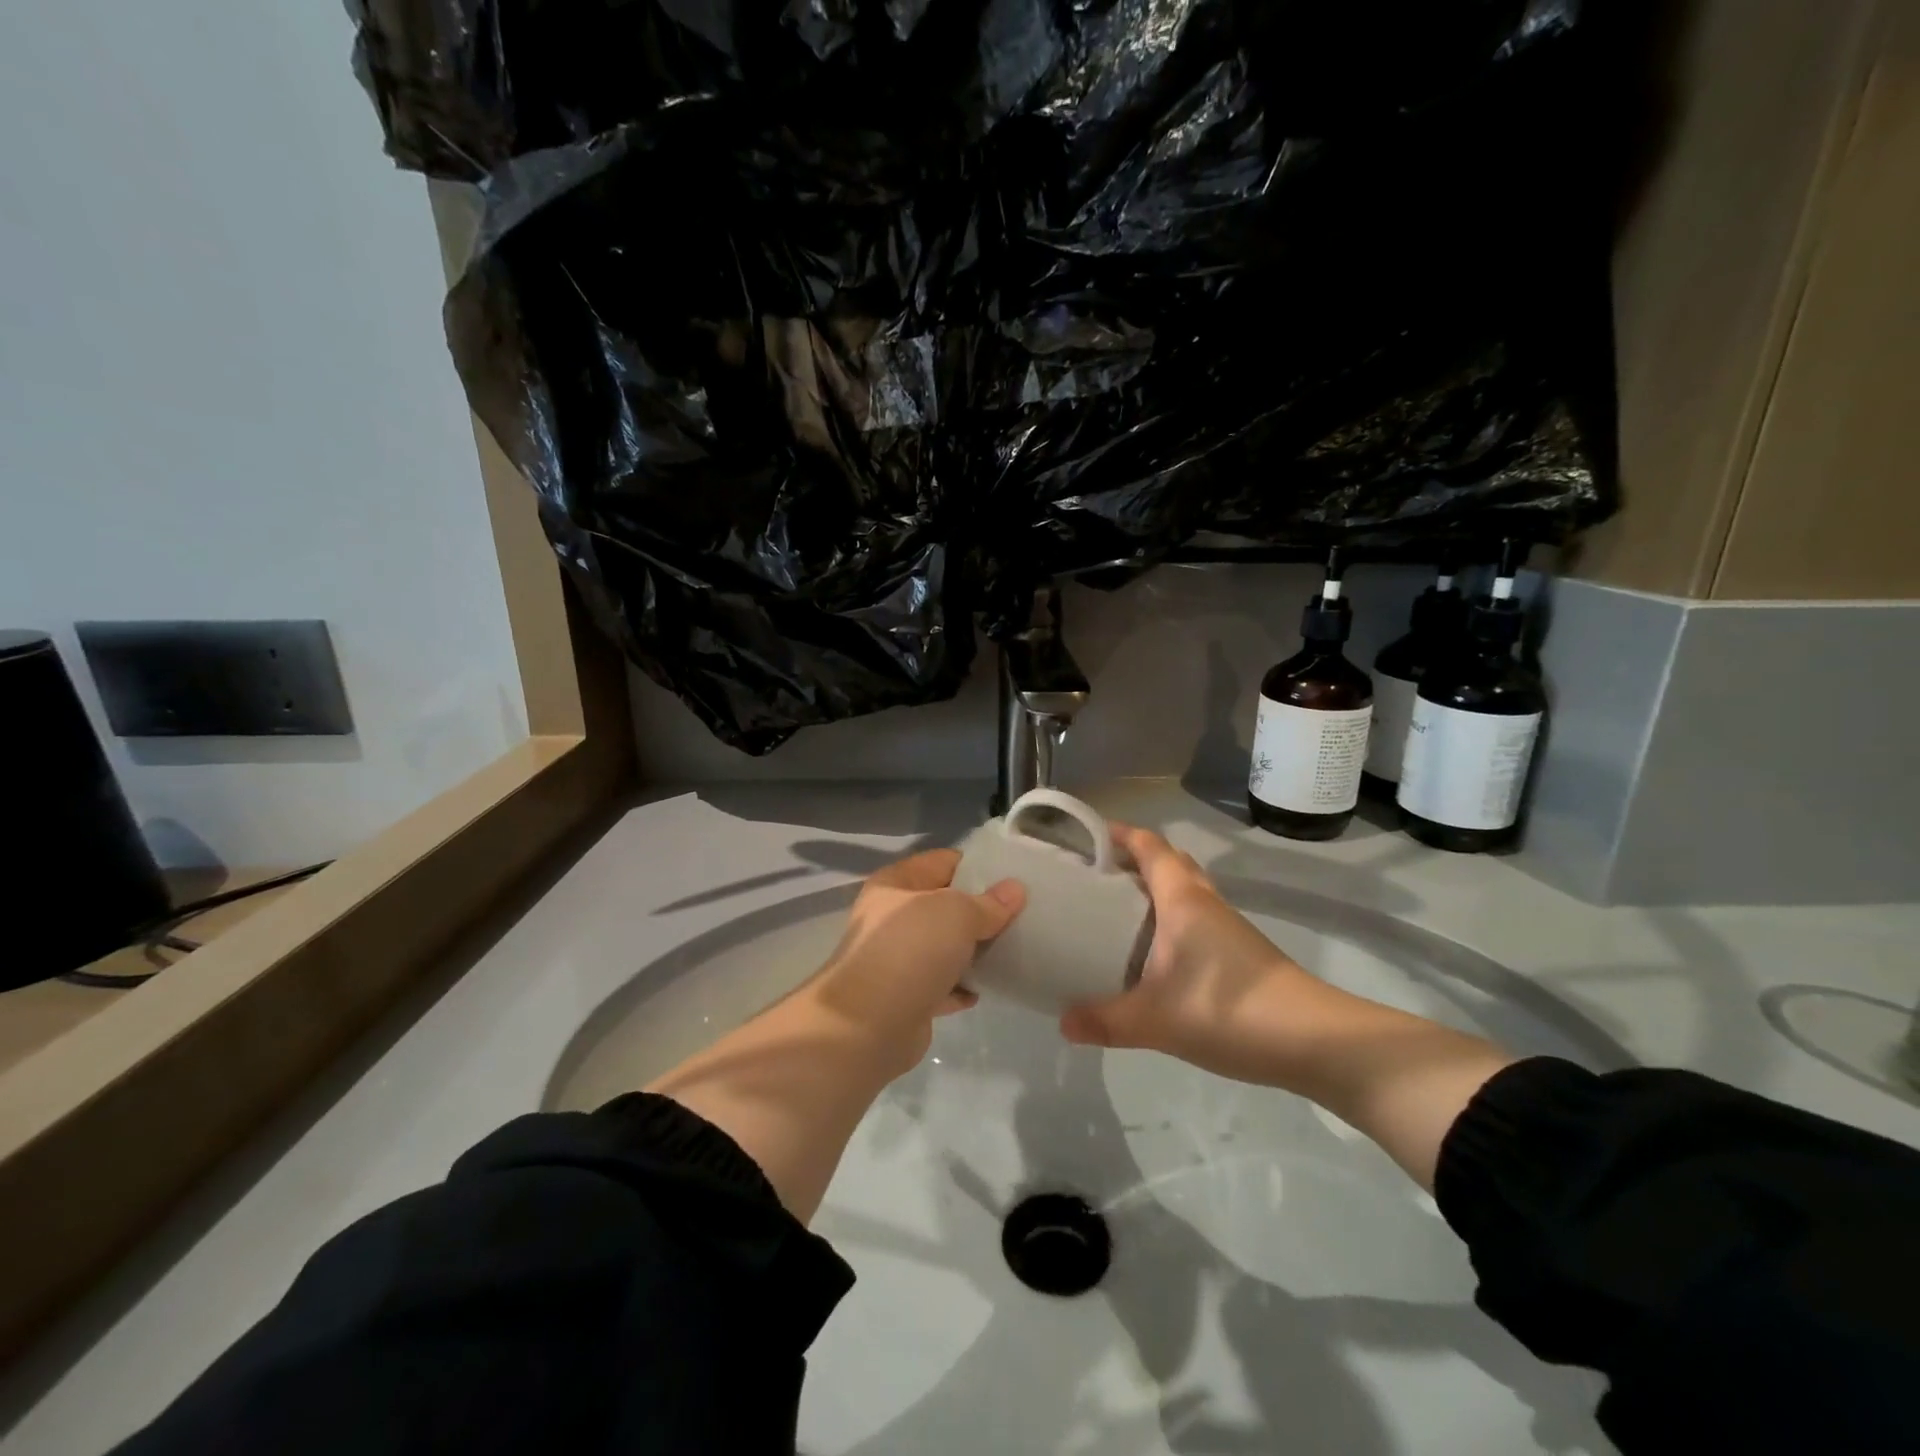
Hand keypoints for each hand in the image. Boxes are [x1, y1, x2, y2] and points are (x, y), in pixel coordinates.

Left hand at [810, 849, 1024, 1074]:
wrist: (867, 1026)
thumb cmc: (910, 951)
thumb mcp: (956, 913)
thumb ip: (988, 902)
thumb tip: (1015, 889)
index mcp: (896, 884)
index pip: (943, 862)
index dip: (977, 865)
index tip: (1013, 876)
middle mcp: (892, 917)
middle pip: (944, 905)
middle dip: (980, 910)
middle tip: (1021, 913)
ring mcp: (897, 959)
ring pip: (944, 946)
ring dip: (973, 950)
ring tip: (1012, 949)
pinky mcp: (906, 997)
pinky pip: (942, 985)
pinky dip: (961, 986)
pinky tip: (986, 989)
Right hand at [1059, 823, 1332, 1083]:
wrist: (1315, 1041)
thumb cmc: (1230, 1011)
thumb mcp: (1155, 1020)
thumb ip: (1105, 1020)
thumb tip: (1063, 1023)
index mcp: (1182, 900)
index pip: (1149, 847)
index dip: (1120, 834)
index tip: (1086, 835)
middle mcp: (1205, 903)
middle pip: (1169, 862)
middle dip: (1133, 861)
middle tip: (1096, 877)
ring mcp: (1226, 927)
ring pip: (1185, 892)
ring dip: (1153, 891)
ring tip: (1115, 913)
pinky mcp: (1239, 953)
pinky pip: (1195, 919)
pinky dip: (1169, 921)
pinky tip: (1153, 955)